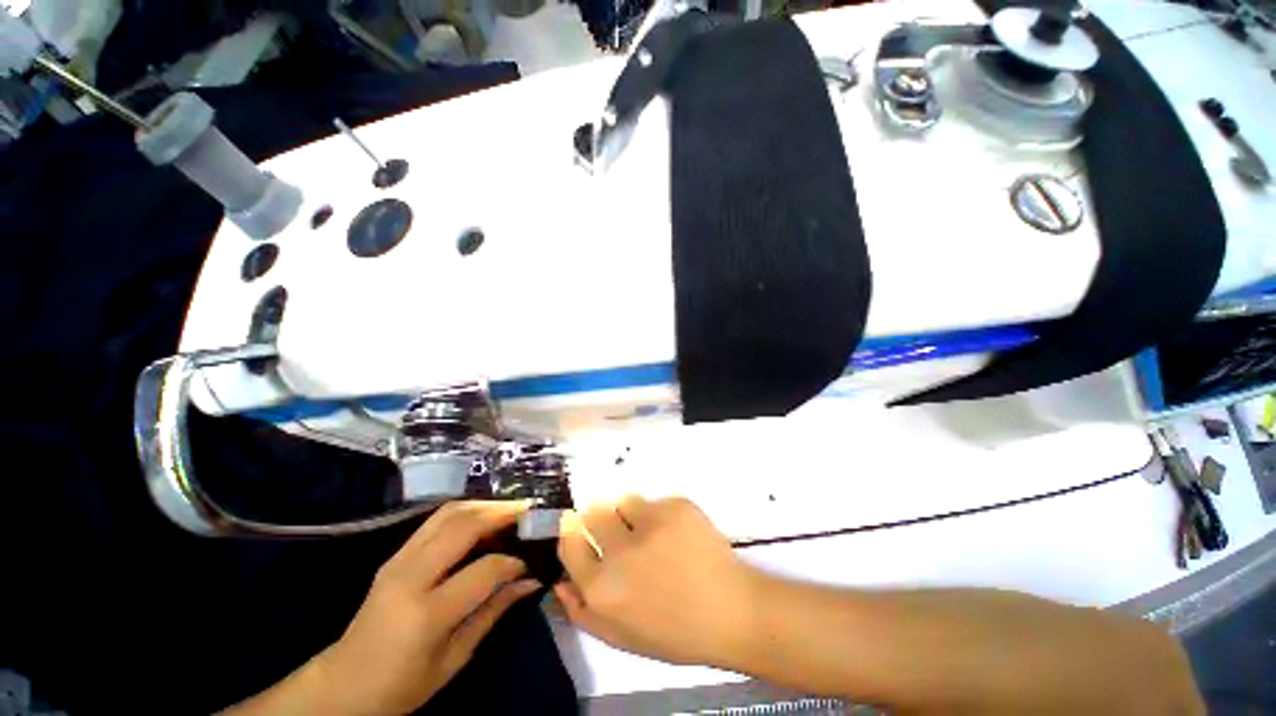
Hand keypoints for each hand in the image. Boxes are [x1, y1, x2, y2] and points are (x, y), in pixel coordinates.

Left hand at [225, 501, 540, 715]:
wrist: (345, 684)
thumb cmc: (403, 685)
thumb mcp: (454, 659)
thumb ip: (494, 612)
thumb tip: (531, 581)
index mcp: (426, 613)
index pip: (483, 570)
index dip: (512, 563)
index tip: (529, 564)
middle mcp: (411, 576)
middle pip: (464, 526)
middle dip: (502, 514)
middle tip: (529, 512)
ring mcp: (398, 560)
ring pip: (449, 513)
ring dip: (483, 505)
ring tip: (509, 509)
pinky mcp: (395, 555)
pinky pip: (435, 520)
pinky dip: (465, 511)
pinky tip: (482, 516)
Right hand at [554, 496, 758, 666]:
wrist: (730, 610)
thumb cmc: (674, 632)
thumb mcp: (621, 637)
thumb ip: (582, 611)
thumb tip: (559, 580)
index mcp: (602, 588)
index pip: (570, 542)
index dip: (571, 530)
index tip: (576, 523)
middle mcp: (621, 551)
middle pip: (592, 513)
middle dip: (598, 517)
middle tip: (618, 528)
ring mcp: (651, 524)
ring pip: (623, 501)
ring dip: (629, 513)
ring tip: (650, 531)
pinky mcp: (676, 506)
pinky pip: (655, 501)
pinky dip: (660, 513)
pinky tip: (677, 533)